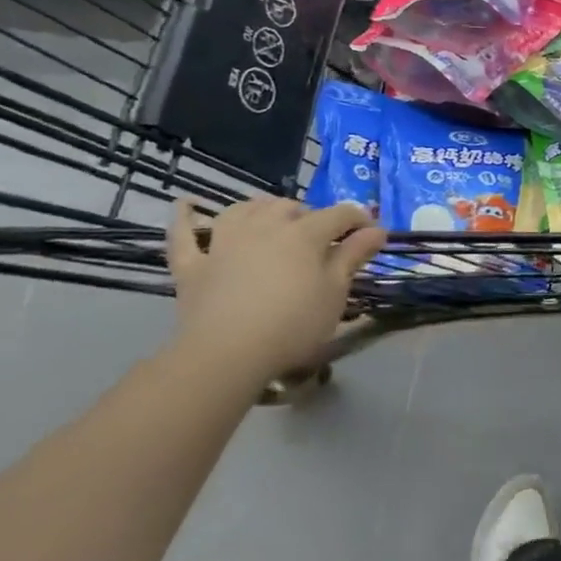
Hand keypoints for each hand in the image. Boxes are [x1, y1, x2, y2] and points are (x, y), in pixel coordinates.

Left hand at [165, 197, 388, 379]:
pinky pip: (183, 235)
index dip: (359, 219)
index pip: (339, 214)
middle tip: (322, 238)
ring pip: (243, 211)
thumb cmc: (293, 324)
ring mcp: (223, 243)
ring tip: (273, 218)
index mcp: (304, 234)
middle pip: (290, 208)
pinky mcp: (192, 265)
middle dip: (310, 215)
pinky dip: (185, 218)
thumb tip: (377, 229)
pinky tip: (187, 205)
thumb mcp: (335, 292)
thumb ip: (354, 256)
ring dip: (261, 208)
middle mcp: (264, 227)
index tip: (372, 234)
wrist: (225, 355)